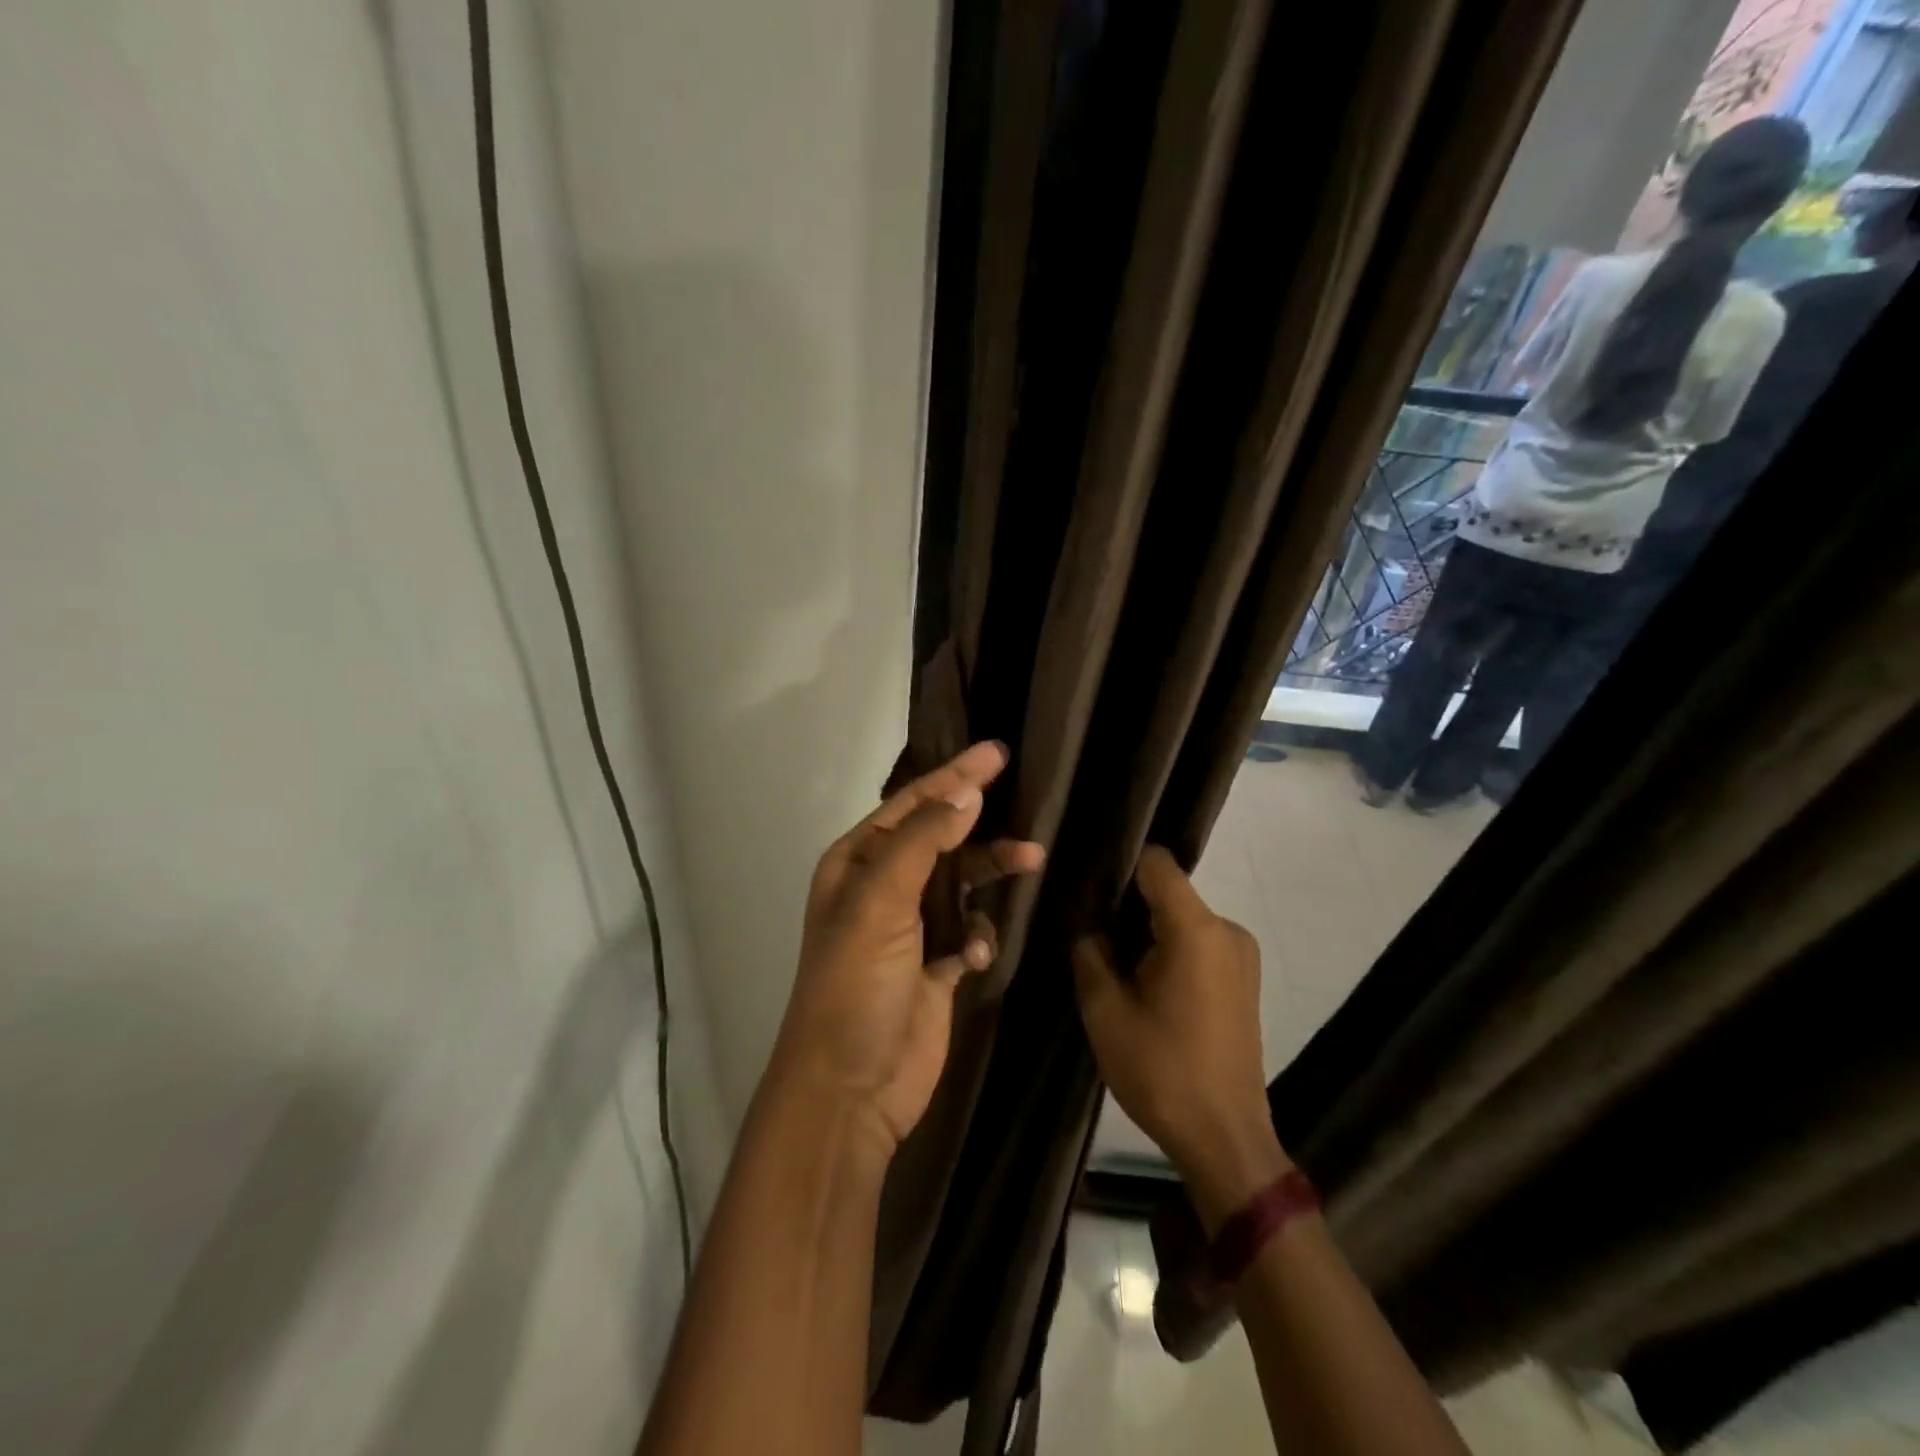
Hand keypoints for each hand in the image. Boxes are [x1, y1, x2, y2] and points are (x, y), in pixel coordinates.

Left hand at [770, 742, 1044, 1157]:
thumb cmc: (856, 983)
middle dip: (980, 823)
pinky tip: (972, 959)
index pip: (912, 805)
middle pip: (942, 838)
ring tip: (1032, 861)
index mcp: (857, 863)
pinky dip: (978, 937)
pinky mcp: (935, 966)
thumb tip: (966, 793)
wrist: (851, 1088)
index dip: (954, 776)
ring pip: (963, 883)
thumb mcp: (880, 902)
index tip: (997, 753)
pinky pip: (969, 931)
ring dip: (992, 874)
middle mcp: (882, 888)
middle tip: (1028, 802)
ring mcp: (910, 928)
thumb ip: (924, 842)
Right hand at [1074, 847, 1288, 1228]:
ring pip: (1182, 919)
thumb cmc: (1162, 1071)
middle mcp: (1227, 930)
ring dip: (1148, 933)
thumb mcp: (1105, 1012)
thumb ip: (1090, 954)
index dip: (1120, 865)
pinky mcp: (1244, 979)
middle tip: (1090, 931)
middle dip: (1128, 906)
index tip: (1088, 884)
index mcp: (1196, 930)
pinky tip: (1145, 984)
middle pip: (1169, 892)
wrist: (1225, 1139)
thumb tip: (1090, 929)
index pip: (1157, 864)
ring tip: (1114, 963)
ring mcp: (1241, 955)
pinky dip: (1170, 950)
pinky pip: (1199, 943)